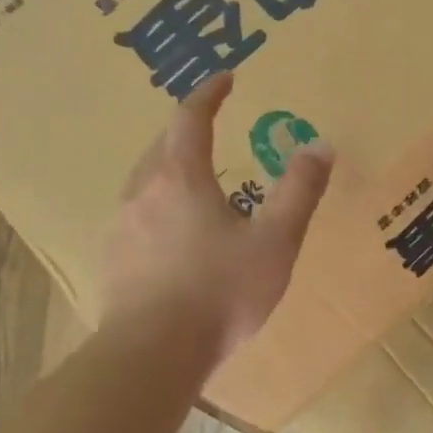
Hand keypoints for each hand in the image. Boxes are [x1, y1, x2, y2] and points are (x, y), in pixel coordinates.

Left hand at [100, 72, 333, 361]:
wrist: (153, 354)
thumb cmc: (220, 291)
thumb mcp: (275, 241)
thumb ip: (298, 192)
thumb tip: (320, 145)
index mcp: (181, 177)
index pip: (190, 117)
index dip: (209, 93)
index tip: (226, 78)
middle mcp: (143, 190)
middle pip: (162, 145)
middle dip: (186, 129)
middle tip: (209, 126)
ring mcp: (120, 225)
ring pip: (144, 180)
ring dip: (168, 167)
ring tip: (192, 178)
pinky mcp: (112, 259)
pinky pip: (135, 215)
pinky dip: (156, 206)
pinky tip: (170, 232)